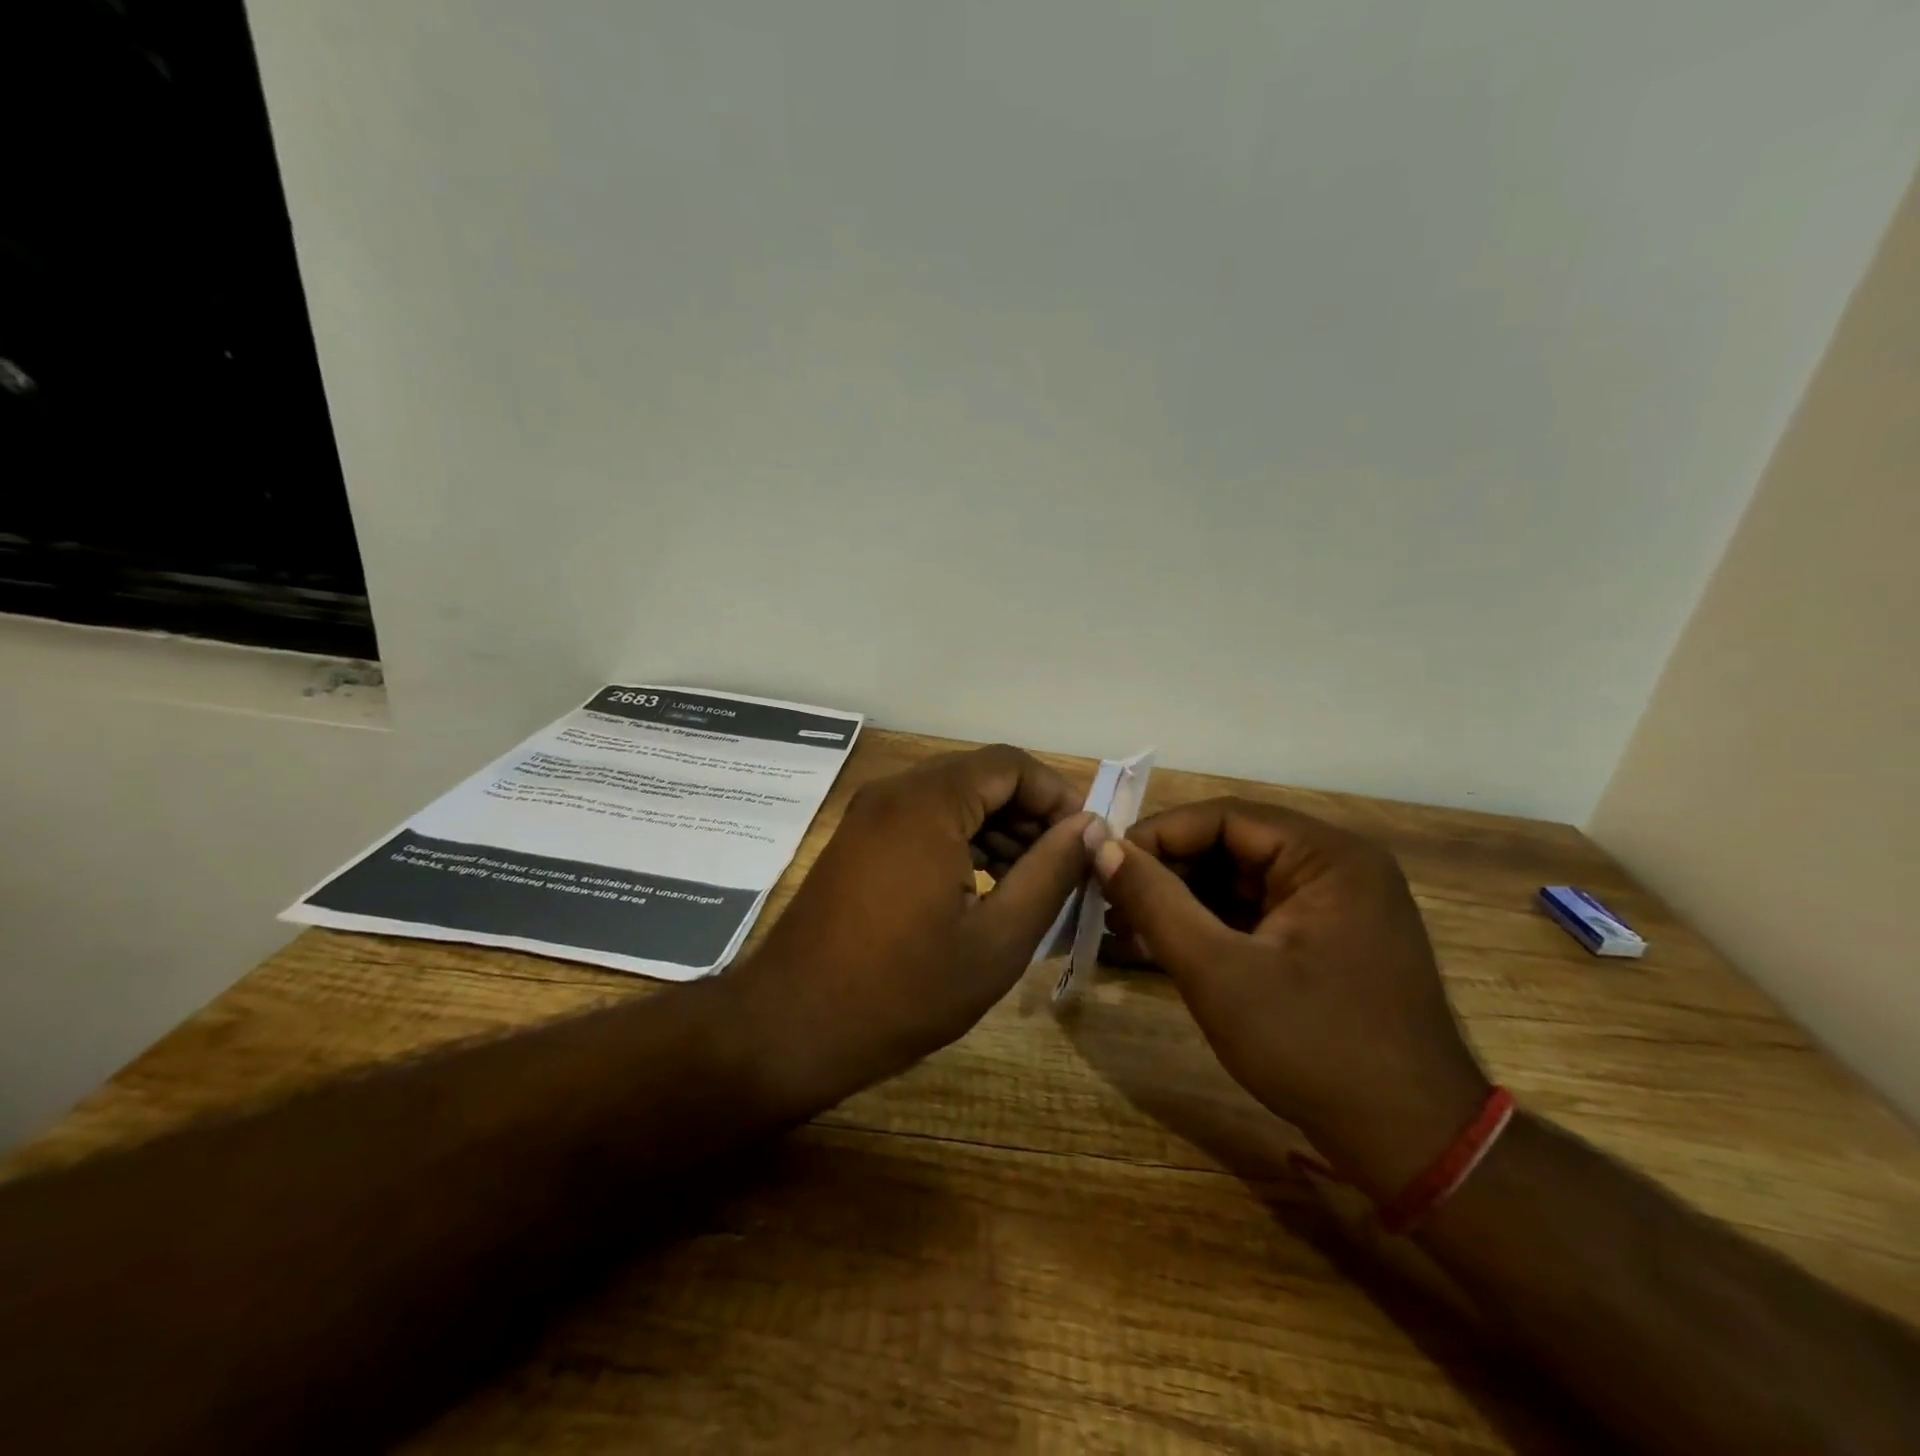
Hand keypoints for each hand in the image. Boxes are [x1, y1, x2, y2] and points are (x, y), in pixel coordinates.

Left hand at [732, 745, 1092, 1115]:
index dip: (1057, 795)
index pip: (1011, 764)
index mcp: (928, 803)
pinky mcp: (857, 839)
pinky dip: (959, 840)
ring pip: (951, 798)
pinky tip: (980, 888)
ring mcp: (869, 814)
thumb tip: (1089, 828)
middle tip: (1061, 869)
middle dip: (1028, 815)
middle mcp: (894, 792)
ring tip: (1027, 885)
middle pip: (980, 777)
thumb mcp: (997, 940)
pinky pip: (922, 819)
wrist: (791, 1027)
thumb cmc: (903, 990)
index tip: (1084, 843)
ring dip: (996, 830)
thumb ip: (1050, 874)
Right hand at [1092, 798, 1490, 1199]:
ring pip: (1238, 882)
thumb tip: (1100, 845)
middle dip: (1166, 873)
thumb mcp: (1219, 972)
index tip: (1104, 865)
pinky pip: (1255, 914)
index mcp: (1328, 856)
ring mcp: (1335, 905)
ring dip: (1181, 901)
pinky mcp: (1326, 940)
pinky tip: (1160, 946)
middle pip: (1231, 847)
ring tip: (1121, 926)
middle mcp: (1337, 866)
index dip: (1158, 836)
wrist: (1412, 1145)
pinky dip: (1209, 927)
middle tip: (1108, 902)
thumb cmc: (1313, 1047)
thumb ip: (1155, 902)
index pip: (1224, 817)